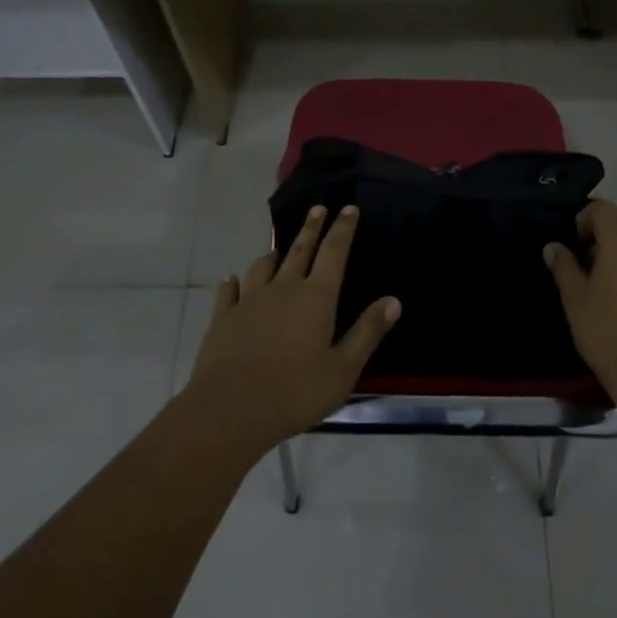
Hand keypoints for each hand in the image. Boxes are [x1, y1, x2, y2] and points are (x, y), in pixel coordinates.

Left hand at [183, 205, 400, 455]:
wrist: (230, 409)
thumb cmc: (295, 392)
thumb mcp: (342, 370)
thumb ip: (367, 332)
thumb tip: (393, 300)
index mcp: (316, 298)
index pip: (334, 252)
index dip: (343, 229)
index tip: (348, 208)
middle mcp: (284, 288)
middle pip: (300, 249)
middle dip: (311, 227)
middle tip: (317, 208)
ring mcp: (250, 300)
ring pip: (263, 267)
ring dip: (273, 256)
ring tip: (277, 250)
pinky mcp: (223, 317)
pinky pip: (229, 291)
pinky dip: (232, 283)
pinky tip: (231, 280)